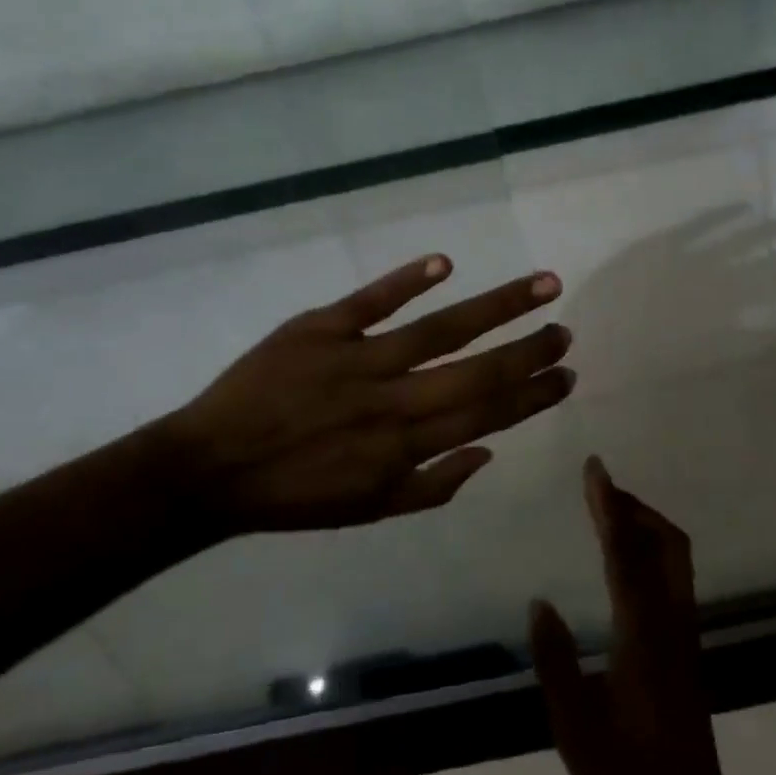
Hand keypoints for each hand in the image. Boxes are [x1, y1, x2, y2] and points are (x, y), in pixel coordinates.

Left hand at [157, 255, 574, 533]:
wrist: (209, 471)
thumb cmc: (295, 496)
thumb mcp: (370, 511)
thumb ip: (434, 486)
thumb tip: (489, 452)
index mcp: (405, 447)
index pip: (486, 415)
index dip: (532, 394)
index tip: (566, 374)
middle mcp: (393, 400)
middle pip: (476, 370)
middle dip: (529, 350)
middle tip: (565, 328)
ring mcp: (357, 359)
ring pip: (439, 329)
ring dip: (495, 306)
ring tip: (541, 285)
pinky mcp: (320, 329)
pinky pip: (371, 301)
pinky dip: (407, 280)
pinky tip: (446, 263)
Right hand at [530, 458, 741, 774]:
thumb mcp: (576, 732)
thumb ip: (556, 663)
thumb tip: (539, 602)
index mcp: (644, 640)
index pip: (625, 556)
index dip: (609, 507)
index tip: (595, 468)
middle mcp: (673, 628)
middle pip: (668, 546)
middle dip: (637, 507)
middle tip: (600, 488)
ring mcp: (686, 641)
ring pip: (676, 563)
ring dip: (647, 528)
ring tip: (609, 516)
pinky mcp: (687, 655)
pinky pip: (673, 583)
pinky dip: (651, 554)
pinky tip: (625, 568)